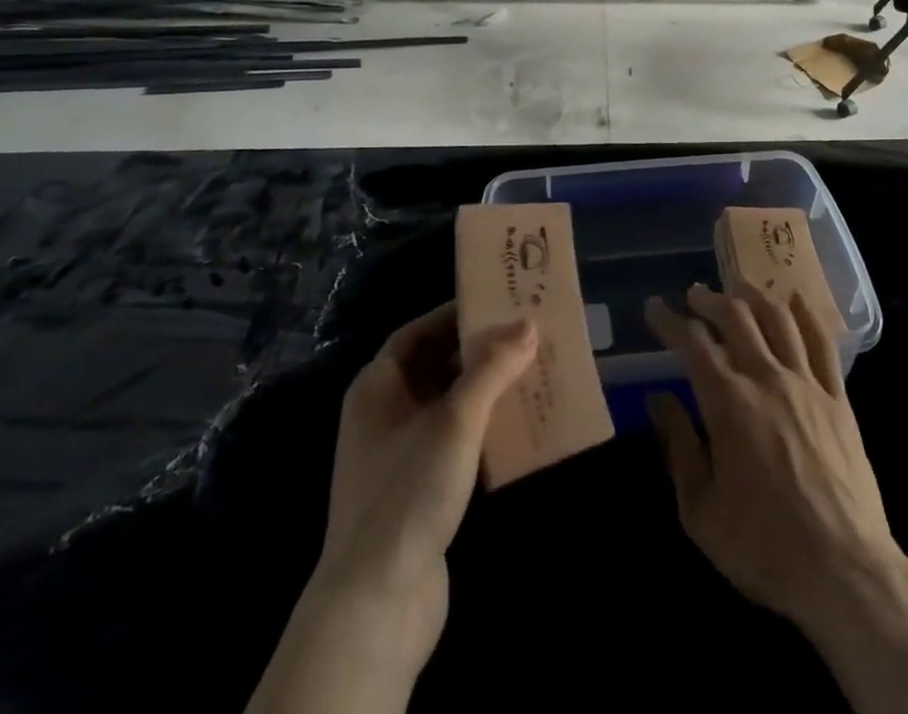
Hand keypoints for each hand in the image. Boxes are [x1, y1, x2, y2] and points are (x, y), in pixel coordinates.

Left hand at [318, 303, 536, 656]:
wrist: (377, 603)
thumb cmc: (410, 490)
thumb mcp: (456, 419)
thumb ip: (492, 368)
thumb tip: (527, 322)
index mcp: (377, 386)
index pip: (417, 332)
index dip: (454, 315)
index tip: (497, 304)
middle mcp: (382, 414)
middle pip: (434, 366)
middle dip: (477, 352)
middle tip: (524, 336)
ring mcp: (397, 456)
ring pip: (447, 406)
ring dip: (485, 391)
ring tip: (530, 374)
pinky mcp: (417, 492)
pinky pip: (453, 443)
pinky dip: (482, 431)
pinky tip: (518, 428)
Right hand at [644, 283, 898, 638]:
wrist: (845, 573)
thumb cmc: (764, 546)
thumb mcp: (701, 510)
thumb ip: (679, 447)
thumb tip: (658, 399)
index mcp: (729, 403)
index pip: (692, 343)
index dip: (669, 321)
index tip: (654, 307)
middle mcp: (767, 379)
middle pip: (736, 317)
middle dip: (710, 299)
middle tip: (695, 294)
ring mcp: (807, 384)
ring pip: (778, 318)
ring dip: (753, 295)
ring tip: (738, 287)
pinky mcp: (838, 399)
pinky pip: (822, 342)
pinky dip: (806, 314)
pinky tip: (795, 299)